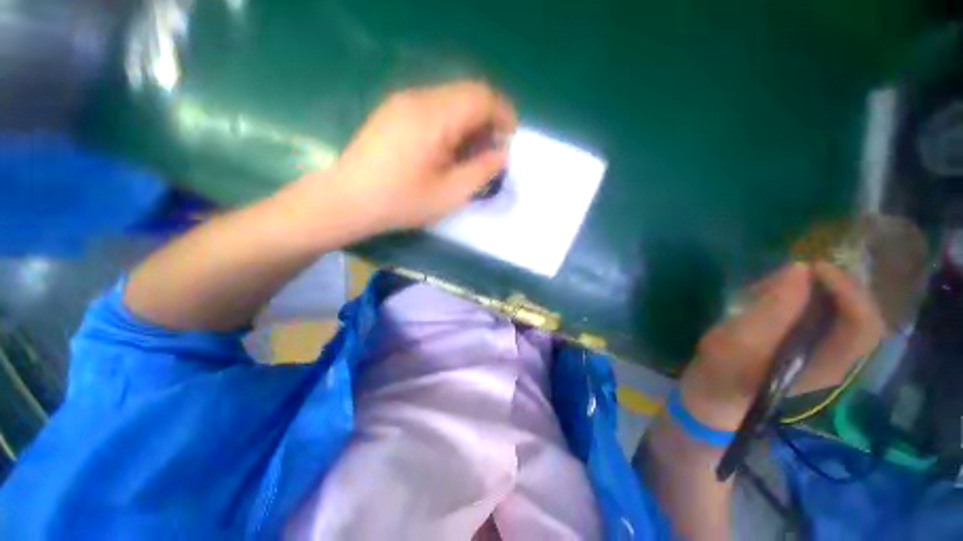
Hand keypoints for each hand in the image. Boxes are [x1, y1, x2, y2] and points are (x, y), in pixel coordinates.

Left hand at [286, 81, 516, 237]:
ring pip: (450, 100)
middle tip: (491, 152)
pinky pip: (433, 108)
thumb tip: (502, 154)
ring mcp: (402, 102)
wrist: (347, 200)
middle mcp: (418, 98)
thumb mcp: (449, 194)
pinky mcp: (393, 112)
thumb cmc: (401, 202)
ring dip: (469, 123)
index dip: (503, 115)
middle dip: (488, 120)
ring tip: (470, 155)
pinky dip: (450, 124)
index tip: (510, 141)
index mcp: (434, 116)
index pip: (481, 96)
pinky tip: (446, 151)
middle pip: (467, 93)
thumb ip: (482, 171)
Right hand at [680, 261, 885, 429]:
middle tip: (799, 271)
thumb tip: (799, 269)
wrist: (714, 393)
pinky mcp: (806, 346)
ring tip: (781, 282)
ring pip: (841, 312)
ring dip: (819, 289)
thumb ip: (772, 309)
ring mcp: (822, 353)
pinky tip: (779, 294)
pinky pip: (822, 314)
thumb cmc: (723, 371)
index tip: (813, 268)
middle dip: (834, 286)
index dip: (848, 290)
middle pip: (858, 315)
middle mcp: (836, 359)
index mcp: (827, 365)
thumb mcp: (740, 340)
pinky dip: (806, 297)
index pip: (864, 325)